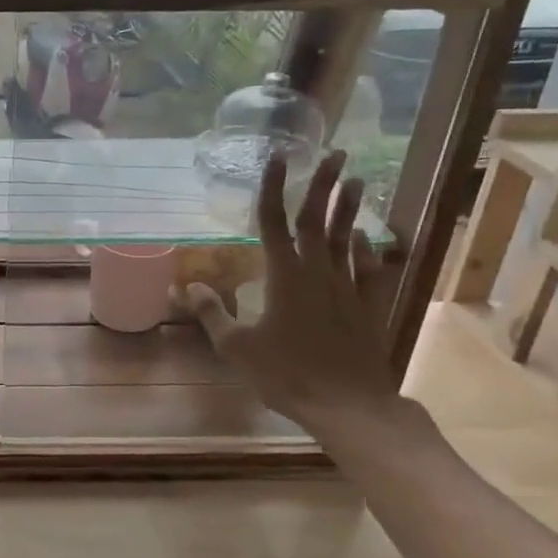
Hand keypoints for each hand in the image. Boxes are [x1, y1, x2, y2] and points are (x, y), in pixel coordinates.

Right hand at [186, 149, 402, 438]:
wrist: (346, 404)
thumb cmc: (286, 374)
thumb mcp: (237, 347)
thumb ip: (212, 313)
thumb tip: (187, 287)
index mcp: (284, 276)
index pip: (274, 221)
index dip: (273, 188)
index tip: (276, 159)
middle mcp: (318, 271)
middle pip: (318, 219)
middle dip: (324, 184)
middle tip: (335, 153)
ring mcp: (347, 287)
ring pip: (349, 237)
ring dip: (351, 208)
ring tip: (358, 179)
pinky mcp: (368, 305)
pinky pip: (371, 269)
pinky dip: (369, 249)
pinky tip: (367, 238)